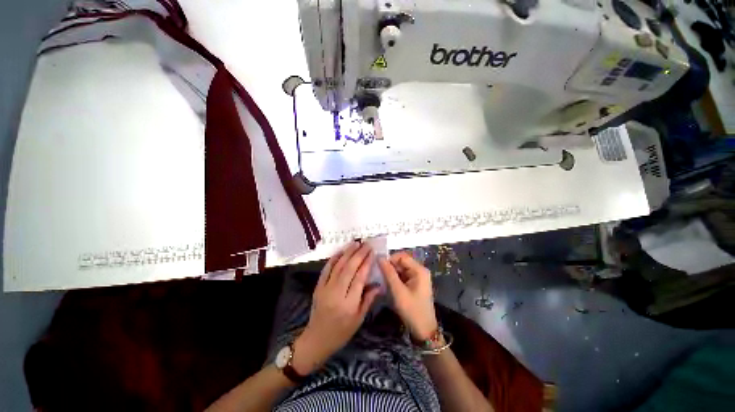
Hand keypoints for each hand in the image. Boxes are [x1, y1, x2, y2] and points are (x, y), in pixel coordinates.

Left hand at [293, 242, 380, 374]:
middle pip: (349, 269)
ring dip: (347, 252)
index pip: (359, 278)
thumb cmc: (341, 332)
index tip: (372, 252)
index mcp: (349, 304)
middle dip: (359, 254)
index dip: (366, 263)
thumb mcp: (359, 319)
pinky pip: (326, 269)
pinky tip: (341, 251)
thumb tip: (379, 283)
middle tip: (366, 244)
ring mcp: (325, 288)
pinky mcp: (318, 286)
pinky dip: (334, 258)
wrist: (316, 339)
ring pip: (338, 266)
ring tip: (355, 243)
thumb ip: (368, 299)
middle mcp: (336, 294)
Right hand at [380, 252, 438, 340]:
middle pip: (401, 262)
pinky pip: (403, 276)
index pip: (402, 256)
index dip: (390, 259)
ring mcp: (418, 277)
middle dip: (390, 266)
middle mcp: (419, 270)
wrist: (424, 331)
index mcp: (419, 270)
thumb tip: (379, 257)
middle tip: (377, 273)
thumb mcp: (398, 291)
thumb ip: (389, 273)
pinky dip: (395, 278)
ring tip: (380, 278)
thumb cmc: (412, 310)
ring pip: (401, 269)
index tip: (378, 265)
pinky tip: (387, 284)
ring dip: (391, 273)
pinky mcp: (415, 284)